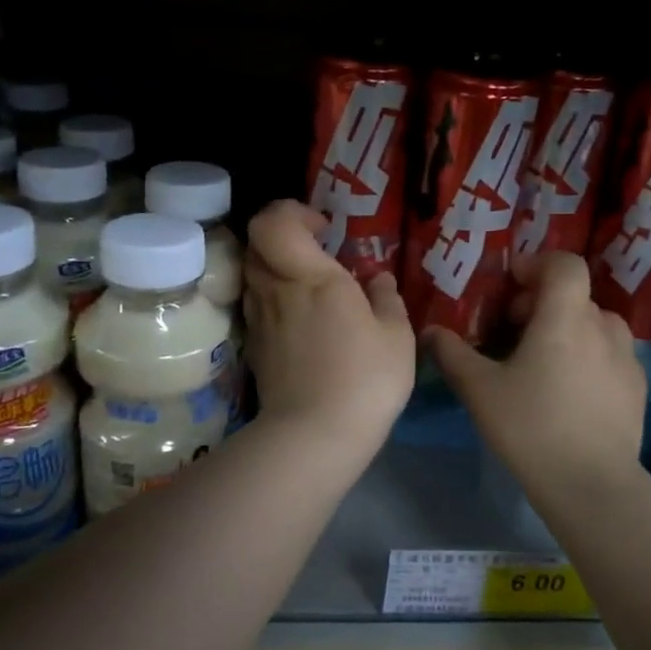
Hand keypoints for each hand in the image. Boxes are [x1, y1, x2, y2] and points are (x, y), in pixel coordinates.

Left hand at [244, 200, 414, 454]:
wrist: (314, 437)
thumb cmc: (364, 379)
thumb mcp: (396, 337)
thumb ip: (386, 299)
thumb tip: (378, 279)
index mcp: (311, 277)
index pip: (273, 222)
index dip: (292, 213)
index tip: (323, 229)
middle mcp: (276, 290)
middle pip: (256, 244)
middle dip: (284, 239)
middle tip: (316, 255)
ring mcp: (259, 321)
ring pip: (254, 276)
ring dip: (277, 270)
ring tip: (311, 290)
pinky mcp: (255, 349)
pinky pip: (257, 307)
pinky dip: (275, 302)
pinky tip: (302, 324)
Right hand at [425, 251, 644, 490]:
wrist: (592, 485)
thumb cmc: (531, 427)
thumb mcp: (480, 390)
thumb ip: (452, 354)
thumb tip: (431, 332)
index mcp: (565, 317)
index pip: (565, 264)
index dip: (538, 265)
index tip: (512, 287)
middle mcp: (602, 327)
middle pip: (574, 295)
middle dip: (542, 303)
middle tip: (514, 332)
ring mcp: (626, 357)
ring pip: (595, 324)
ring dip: (569, 328)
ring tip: (544, 361)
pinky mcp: (637, 387)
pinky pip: (611, 353)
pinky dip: (589, 355)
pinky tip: (570, 391)